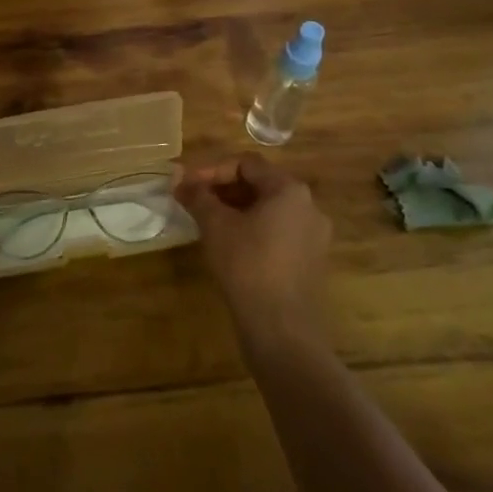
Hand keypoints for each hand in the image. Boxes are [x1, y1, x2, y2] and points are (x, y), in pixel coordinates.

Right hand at [178, 154, 331, 338]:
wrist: (281, 327)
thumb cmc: (247, 265)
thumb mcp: (215, 225)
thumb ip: (197, 195)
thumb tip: (177, 176)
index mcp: (289, 190)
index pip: (246, 164)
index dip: (211, 170)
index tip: (186, 185)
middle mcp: (309, 206)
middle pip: (260, 184)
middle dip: (223, 189)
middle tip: (194, 202)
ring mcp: (314, 235)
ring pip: (269, 210)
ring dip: (237, 210)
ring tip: (208, 223)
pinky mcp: (311, 260)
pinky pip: (279, 232)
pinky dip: (253, 229)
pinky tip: (231, 245)